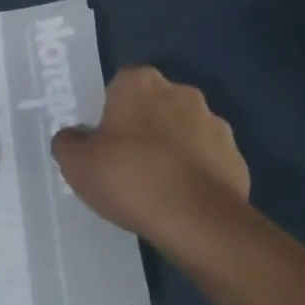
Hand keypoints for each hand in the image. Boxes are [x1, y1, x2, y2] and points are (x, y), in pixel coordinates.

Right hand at [52, 65, 250, 252]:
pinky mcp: (236, 158)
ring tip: (155, 187)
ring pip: (183, 131)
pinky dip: (195, 174)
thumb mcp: (76, 165)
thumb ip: (68, 143)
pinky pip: (207, 160)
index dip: (110, 111)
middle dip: (143, 127)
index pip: (120, 85)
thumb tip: (73, 138)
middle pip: (154, 105)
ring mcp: (215, 124)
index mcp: (140, 83)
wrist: (198, 221)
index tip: (102, 140)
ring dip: (172, 149)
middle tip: (125, 162)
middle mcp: (181, 93)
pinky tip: (180, 201)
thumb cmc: (130, 178)